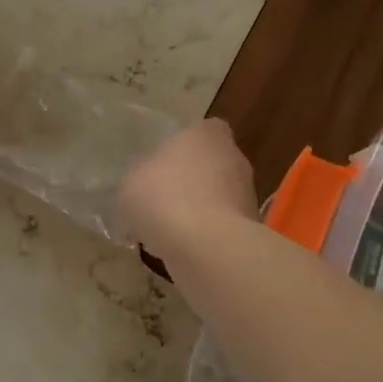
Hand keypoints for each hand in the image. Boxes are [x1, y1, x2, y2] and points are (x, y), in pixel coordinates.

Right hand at [121, 119, 258, 251]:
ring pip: (217, 198)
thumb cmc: (165, 198)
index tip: (164, 163)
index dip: (183, 146)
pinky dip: (205, 237)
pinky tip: (180, 251)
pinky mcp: (251, 229)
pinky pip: (221, 227)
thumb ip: (139, 177)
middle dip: (190, 181)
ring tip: (166, 232)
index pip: (203, 130)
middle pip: (210, 165)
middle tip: (160, 200)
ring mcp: (246, 195)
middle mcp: (233, 158)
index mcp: (206, 135)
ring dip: (197, 211)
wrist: (207, 248)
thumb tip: (143, 185)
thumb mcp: (131, 181)